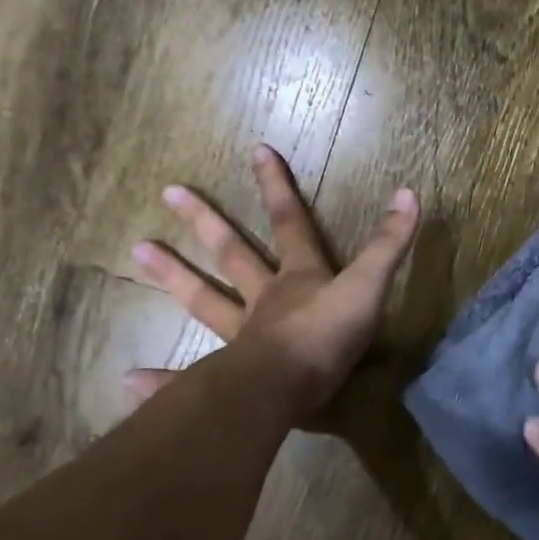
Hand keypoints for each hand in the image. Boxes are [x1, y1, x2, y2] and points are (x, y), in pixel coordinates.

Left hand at [126, 145, 419, 416]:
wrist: (286, 388)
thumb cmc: (328, 335)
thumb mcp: (368, 286)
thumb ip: (388, 244)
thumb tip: (409, 193)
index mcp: (298, 278)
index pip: (291, 223)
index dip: (278, 187)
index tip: (257, 151)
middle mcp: (264, 300)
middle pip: (233, 254)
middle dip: (206, 222)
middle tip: (168, 191)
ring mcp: (241, 337)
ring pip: (203, 301)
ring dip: (173, 276)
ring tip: (137, 250)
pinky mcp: (226, 379)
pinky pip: (188, 377)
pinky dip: (162, 380)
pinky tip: (129, 379)